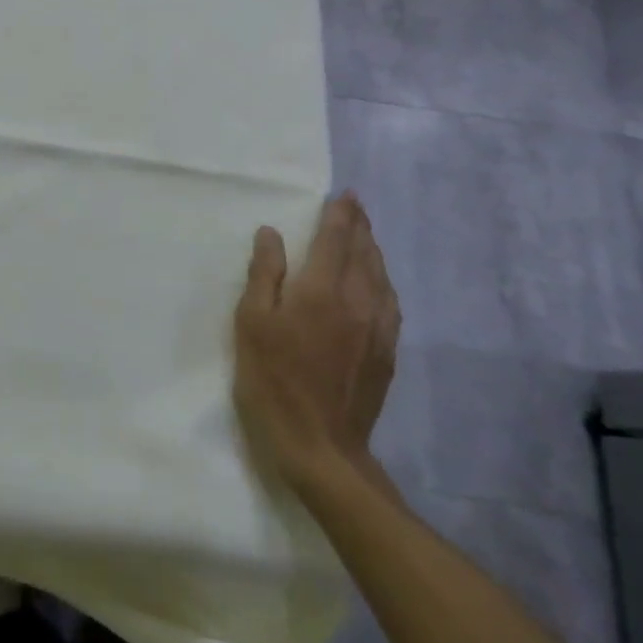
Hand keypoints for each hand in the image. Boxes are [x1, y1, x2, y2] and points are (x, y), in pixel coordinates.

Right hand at [233, 192, 400, 495]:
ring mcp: (377, 329)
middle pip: (365, 254)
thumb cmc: (273, 380)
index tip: (344, 194)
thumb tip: (271, 234)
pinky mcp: (386, 354)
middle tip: (356, 207)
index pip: (336, 240)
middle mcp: (358, 302)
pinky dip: (383, 282)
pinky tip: (378, 285)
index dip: (340, 215)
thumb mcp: (252, 323)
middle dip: (360, 227)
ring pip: (382, 277)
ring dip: (373, 252)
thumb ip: (264, 275)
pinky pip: (390, 304)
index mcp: (321, 290)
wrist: (320, 447)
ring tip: (365, 238)